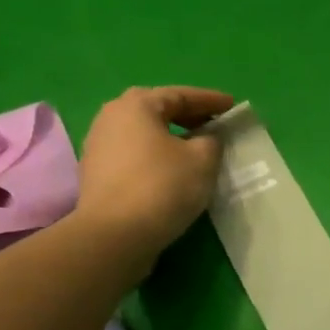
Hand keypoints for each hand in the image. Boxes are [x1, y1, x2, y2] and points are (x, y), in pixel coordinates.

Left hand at [76, 86, 233, 255]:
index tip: (232, 106)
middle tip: (214, 125)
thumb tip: (207, 138)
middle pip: (157, 110)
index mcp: (136, 105)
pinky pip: (134, 155)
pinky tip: (172, 172)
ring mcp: (99, 146)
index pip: (181, 95)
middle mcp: (111, 117)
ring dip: (170, 138)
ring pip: (144, 134)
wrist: (114, 235)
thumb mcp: (203, 160)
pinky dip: (156, 157)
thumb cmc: (162, 187)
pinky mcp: (97, 174)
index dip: (210, 100)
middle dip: (188, 116)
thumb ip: (212, 140)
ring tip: (195, 150)